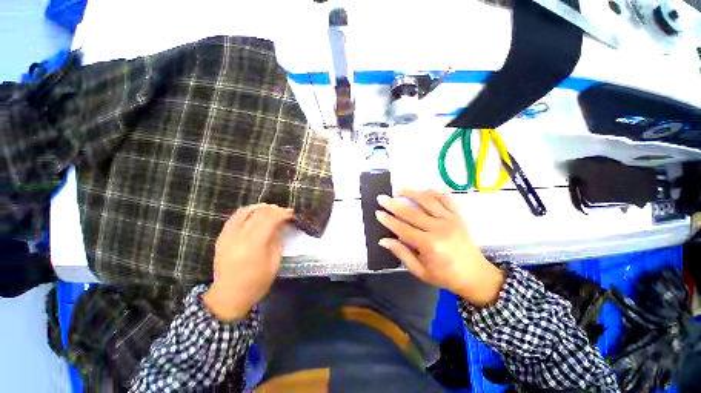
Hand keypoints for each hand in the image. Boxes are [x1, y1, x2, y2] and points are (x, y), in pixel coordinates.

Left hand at [202, 204, 292, 320]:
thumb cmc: (257, 281)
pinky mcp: (221, 237)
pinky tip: (254, 214)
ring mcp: (228, 235)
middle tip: (283, 211)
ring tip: (270, 209)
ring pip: (244, 211)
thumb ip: (276, 239)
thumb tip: (280, 224)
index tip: (291, 213)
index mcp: (254, 244)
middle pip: (258, 213)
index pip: (270, 219)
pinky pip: (234, 217)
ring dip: (259, 207)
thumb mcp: (274, 261)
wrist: (229, 295)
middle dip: (273, 209)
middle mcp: (239, 236)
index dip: (282, 213)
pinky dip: (247, 212)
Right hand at [376, 189, 503, 306]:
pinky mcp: (459, 216)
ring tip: (399, 189)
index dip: (388, 220)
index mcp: (429, 245)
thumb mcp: (420, 271)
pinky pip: (446, 199)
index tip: (378, 212)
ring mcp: (451, 220)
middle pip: (412, 213)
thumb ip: (401, 253)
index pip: (402, 228)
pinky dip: (434, 192)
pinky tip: (423, 190)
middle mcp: (439, 229)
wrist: (476, 276)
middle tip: (382, 198)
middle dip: (394, 204)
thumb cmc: (446, 276)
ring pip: (428, 200)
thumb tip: (383, 240)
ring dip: (412, 193)